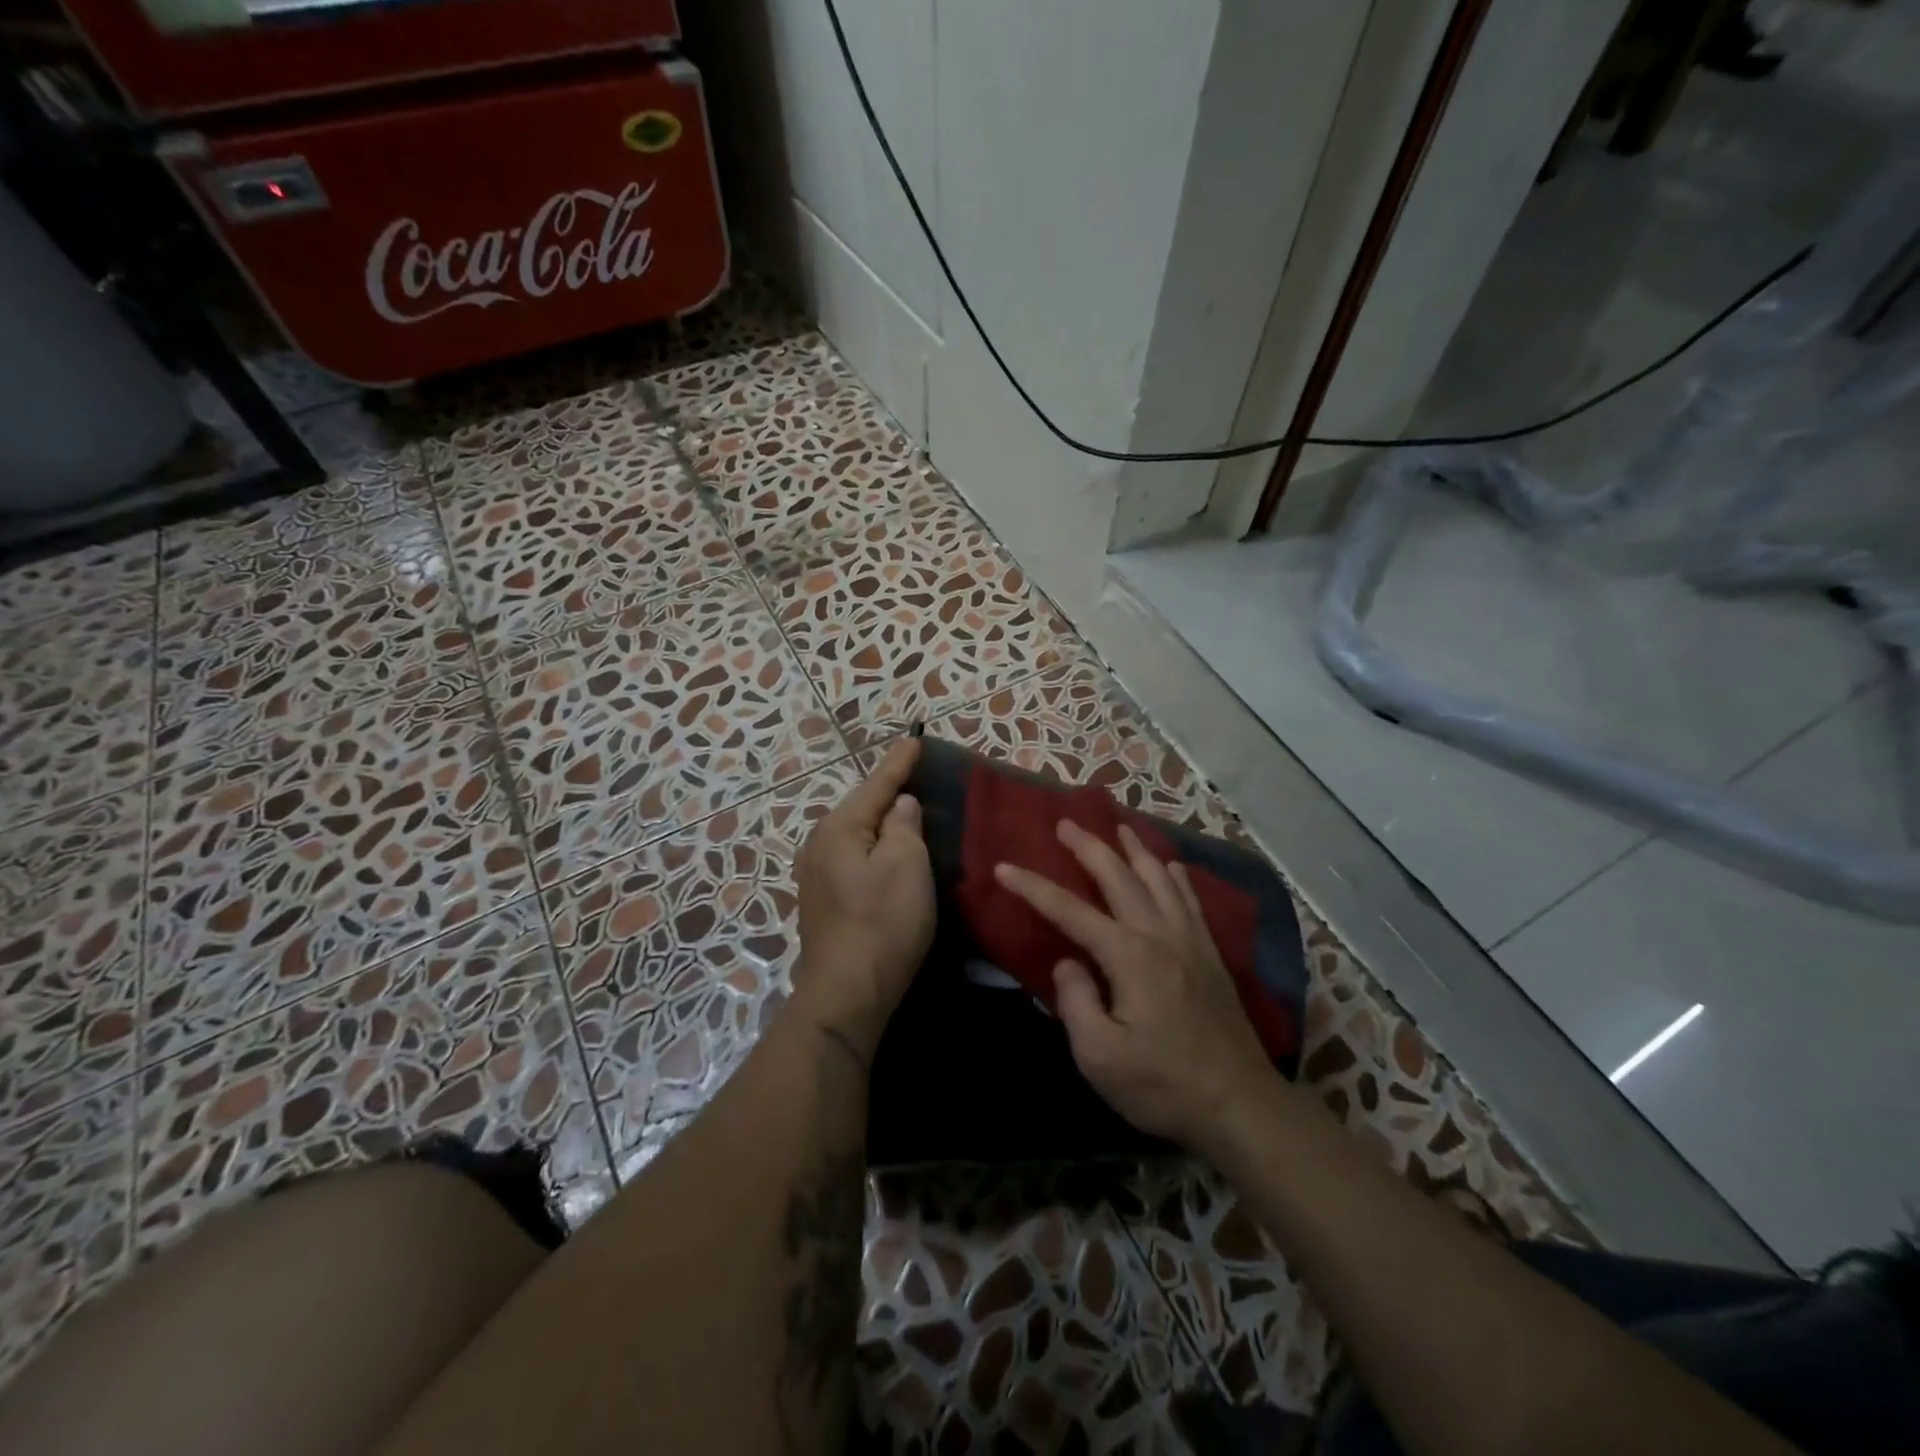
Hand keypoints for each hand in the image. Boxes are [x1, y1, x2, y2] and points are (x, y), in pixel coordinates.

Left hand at [791, 738, 936, 1056]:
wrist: (846, 993)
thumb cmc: (882, 923)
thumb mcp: (906, 865)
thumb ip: (905, 825)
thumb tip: (900, 805)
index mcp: (839, 828)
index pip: (876, 784)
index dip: (899, 762)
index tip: (915, 738)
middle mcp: (819, 844)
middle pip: (862, 808)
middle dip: (888, 791)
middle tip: (915, 773)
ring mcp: (815, 874)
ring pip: (856, 834)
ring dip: (881, 822)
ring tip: (906, 810)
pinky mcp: (822, 900)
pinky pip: (853, 857)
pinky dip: (873, 848)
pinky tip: (886, 851)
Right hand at [995, 821, 1275, 1149]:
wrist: (1240, 1104)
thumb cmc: (1163, 1085)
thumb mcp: (1100, 1057)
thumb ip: (1076, 1002)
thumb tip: (1068, 963)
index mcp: (1129, 955)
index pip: (1070, 911)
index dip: (1033, 887)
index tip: (1004, 867)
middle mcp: (1159, 934)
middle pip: (1118, 877)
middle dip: (1088, 847)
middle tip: (1065, 823)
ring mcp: (1190, 941)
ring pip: (1159, 878)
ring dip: (1134, 849)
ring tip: (1118, 827)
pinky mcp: (1211, 954)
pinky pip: (1191, 899)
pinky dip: (1176, 876)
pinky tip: (1171, 866)